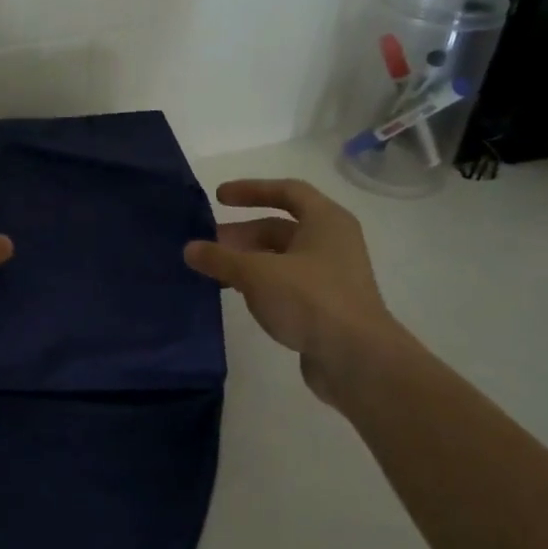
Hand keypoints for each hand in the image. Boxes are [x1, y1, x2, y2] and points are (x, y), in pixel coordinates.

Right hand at [183, 178, 401, 406]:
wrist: (357, 358)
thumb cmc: (310, 300)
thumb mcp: (257, 274)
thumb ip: (221, 258)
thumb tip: (189, 249)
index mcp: (326, 221)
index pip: (287, 191)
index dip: (251, 190)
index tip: (219, 198)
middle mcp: (332, 242)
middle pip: (281, 227)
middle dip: (242, 234)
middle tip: (208, 245)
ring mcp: (332, 275)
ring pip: (282, 258)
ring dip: (248, 260)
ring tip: (215, 272)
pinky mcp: (327, 305)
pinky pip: (287, 283)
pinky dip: (261, 283)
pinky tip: (239, 295)